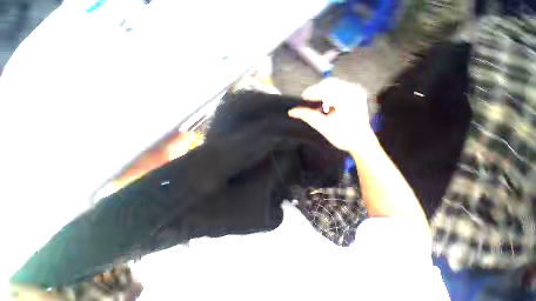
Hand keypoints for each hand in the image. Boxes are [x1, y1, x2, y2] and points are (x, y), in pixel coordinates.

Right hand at [288, 78, 374, 151]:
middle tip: (307, 101)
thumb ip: (308, 117)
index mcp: (347, 99)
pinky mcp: (355, 94)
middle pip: (329, 83)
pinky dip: (328, 92)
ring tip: (315, 102)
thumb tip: (292, 111)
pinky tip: (325, 102)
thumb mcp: (324, 127)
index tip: (302, 99)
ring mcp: (356, 91)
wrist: (361, 142)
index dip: (311, 92)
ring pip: (334, 84)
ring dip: (322, 91)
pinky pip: (339, 87)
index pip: (326, 89)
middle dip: (316, 90)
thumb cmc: (344, 137)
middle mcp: (353, 91)